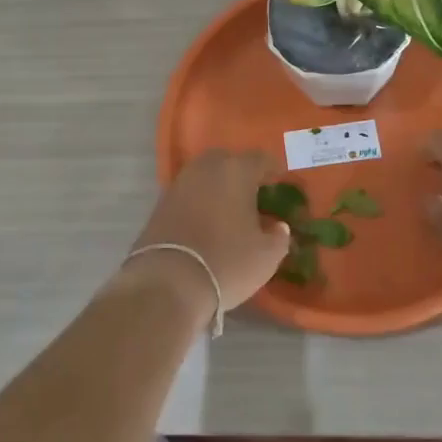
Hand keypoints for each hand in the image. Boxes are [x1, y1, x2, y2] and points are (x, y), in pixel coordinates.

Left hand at [127, 150, 290, 317]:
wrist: (169, 283)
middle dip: (242, 172)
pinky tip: (207, 219)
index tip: (280, 180)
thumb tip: (279, 227)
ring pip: (205, 175)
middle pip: (228, 160)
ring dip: (218, 185)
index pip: (260, 159)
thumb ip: (279, 236)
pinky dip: (200, 200)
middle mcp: (206, 168)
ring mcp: (180, 183)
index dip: (273, 169)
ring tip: (230, 208)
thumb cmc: (227, 263)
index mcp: (236, 171)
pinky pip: (188, 192)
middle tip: (254, 192)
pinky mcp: (161, 202)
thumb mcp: (267, 256)